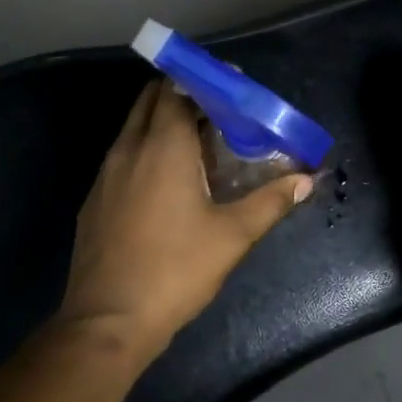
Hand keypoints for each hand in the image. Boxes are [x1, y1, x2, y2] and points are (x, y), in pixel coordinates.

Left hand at [58, 81, 313, 358]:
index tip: (232, 85)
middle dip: (182, 93)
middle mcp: (128, 148)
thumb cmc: (175, 270)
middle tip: (219, 109)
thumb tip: (306, 180)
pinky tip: (168, 179)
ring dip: (163, 121)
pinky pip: (123, 154)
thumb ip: (271, 202)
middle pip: (151, 99)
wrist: (107, 321)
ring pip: (134, 127)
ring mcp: (105, 173)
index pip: (176, 89)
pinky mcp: (95, 198)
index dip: (203, 80)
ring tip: (200, 141)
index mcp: (162, 147)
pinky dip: (146, 148)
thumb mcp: (232, 237)